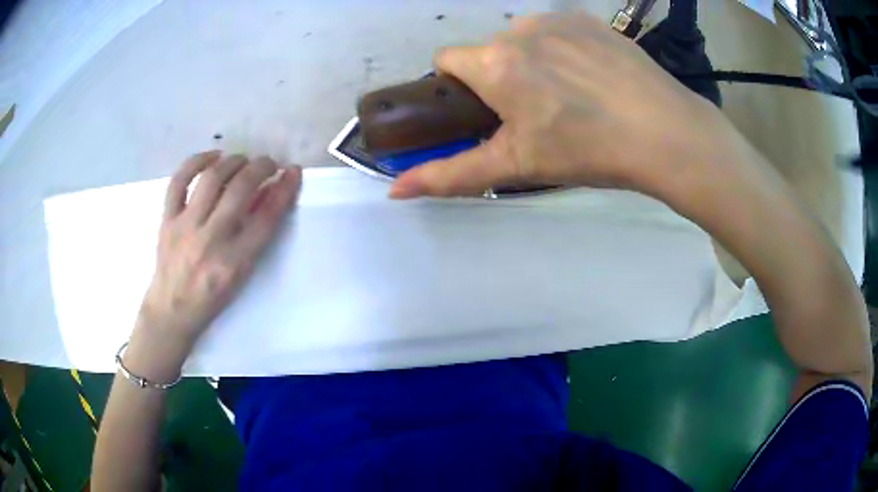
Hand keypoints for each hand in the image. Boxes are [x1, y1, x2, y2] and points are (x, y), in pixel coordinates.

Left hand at [135, 152, 301, 352]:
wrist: (172, 310)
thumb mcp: (240, 275)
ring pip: (212, 179)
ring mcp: (185, 227)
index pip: (266, 217)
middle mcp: (211, 240)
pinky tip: (212, 157)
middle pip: (240, 190)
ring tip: (242, 161)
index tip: (292, 172)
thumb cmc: (211, 298)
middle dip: (261, 167)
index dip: (284, 189)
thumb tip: (268, 195)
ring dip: (233, 161)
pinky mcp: (167, 220)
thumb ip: (255, 236)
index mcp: (234, 262)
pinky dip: (196, 162)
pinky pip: (179, 181)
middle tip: (268, 164)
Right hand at [390, 13, 744, 200]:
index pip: (447, 59)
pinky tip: (593, 75)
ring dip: (532, 59)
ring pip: (524, 37)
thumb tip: (394, 190)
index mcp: (494, 63)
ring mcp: (557, 18)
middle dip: (499, 76)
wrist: (663, 132)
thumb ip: (451, 175)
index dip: (458, 85)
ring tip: (571, 94)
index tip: (485, 109)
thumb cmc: (587, 150)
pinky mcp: (588, 18)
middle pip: (489, 50)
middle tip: (537, 111)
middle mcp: (518, 29)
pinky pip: (558, 29)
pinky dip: (563, 47)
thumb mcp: (516, 166)